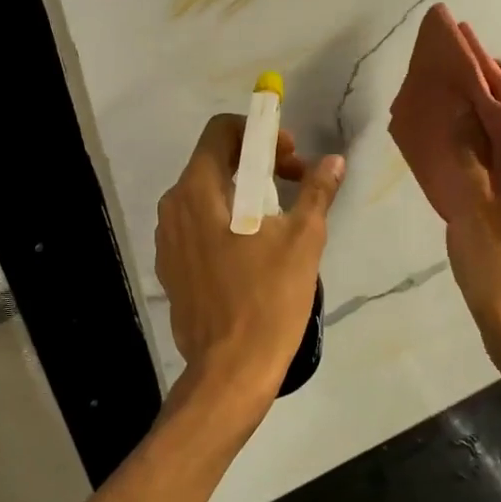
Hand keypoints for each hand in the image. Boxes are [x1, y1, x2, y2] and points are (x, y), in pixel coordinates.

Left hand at [154, 115, 344, 426]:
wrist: (230, 370)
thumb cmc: (268, 298)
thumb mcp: (303, 240)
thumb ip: (316, 192)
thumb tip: (333, 161)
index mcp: (198, 190)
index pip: (221, 131)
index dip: (259, 133)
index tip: (289, 157)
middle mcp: (173, 207)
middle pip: (213, 161)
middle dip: (256, 162)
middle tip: (294, 183)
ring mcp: (167, 239)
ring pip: (206, 194)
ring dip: (242, 192)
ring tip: (278, 218)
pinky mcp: (170, 267)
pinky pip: (197, 225)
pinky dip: (225, 220)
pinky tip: (252, 250)